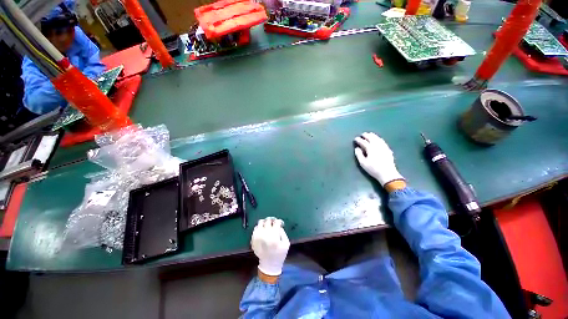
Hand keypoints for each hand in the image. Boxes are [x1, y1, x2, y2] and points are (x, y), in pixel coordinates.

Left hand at [251, 217, 289, 276]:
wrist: (269, 265)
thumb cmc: (279, 254)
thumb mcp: (286, 244)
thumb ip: (283, 232)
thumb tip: (279, 226)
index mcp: (274, 236)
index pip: (276, 222)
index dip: (279, 221)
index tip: (280, 224)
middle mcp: (265, 234)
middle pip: (268, 220)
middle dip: (272, 220)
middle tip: (274, 223)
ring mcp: (257, 236)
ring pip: (260, 222)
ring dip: (265, 223)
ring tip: (267, 226)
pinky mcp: (253, 239)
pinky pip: (255, 228)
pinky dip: (259, 228)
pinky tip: (263, 231)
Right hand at [354, 132, 403, 186]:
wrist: (387, 173)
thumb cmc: (373, 169)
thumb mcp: (363, 163)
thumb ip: (359, 154)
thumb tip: (357, 148)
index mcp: (370, 148)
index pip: (363, 142)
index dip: (359, 140)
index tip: (355, 138)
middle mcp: (377, 145)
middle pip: (371, 138)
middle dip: (366, 135)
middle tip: (362, 134)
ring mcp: (383, 147)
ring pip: (377, 138)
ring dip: (373, 135)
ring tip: (369, 134)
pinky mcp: (388, 149)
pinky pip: (382, 141)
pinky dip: (378, 138)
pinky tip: (378, 139)